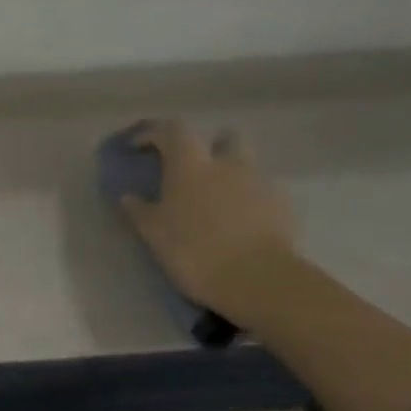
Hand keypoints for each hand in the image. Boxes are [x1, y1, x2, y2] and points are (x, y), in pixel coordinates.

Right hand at [117, 120, 296, 310]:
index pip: (172, 130)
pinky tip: (241, 222)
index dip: (153, 133)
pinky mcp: (282, 205)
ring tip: (219, 197)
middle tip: (193, 169)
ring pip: (245, 163)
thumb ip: (140, 211)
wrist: (257, 279)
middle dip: (208, 147)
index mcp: (190, 165)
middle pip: (221, 137)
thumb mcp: (154, 234)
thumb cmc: (194, 251)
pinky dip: (250, 199)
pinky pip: (262, 191)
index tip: (138, 146)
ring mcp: (259, 182)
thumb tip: (128, 196)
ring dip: (232, 172)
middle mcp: (227, 164)